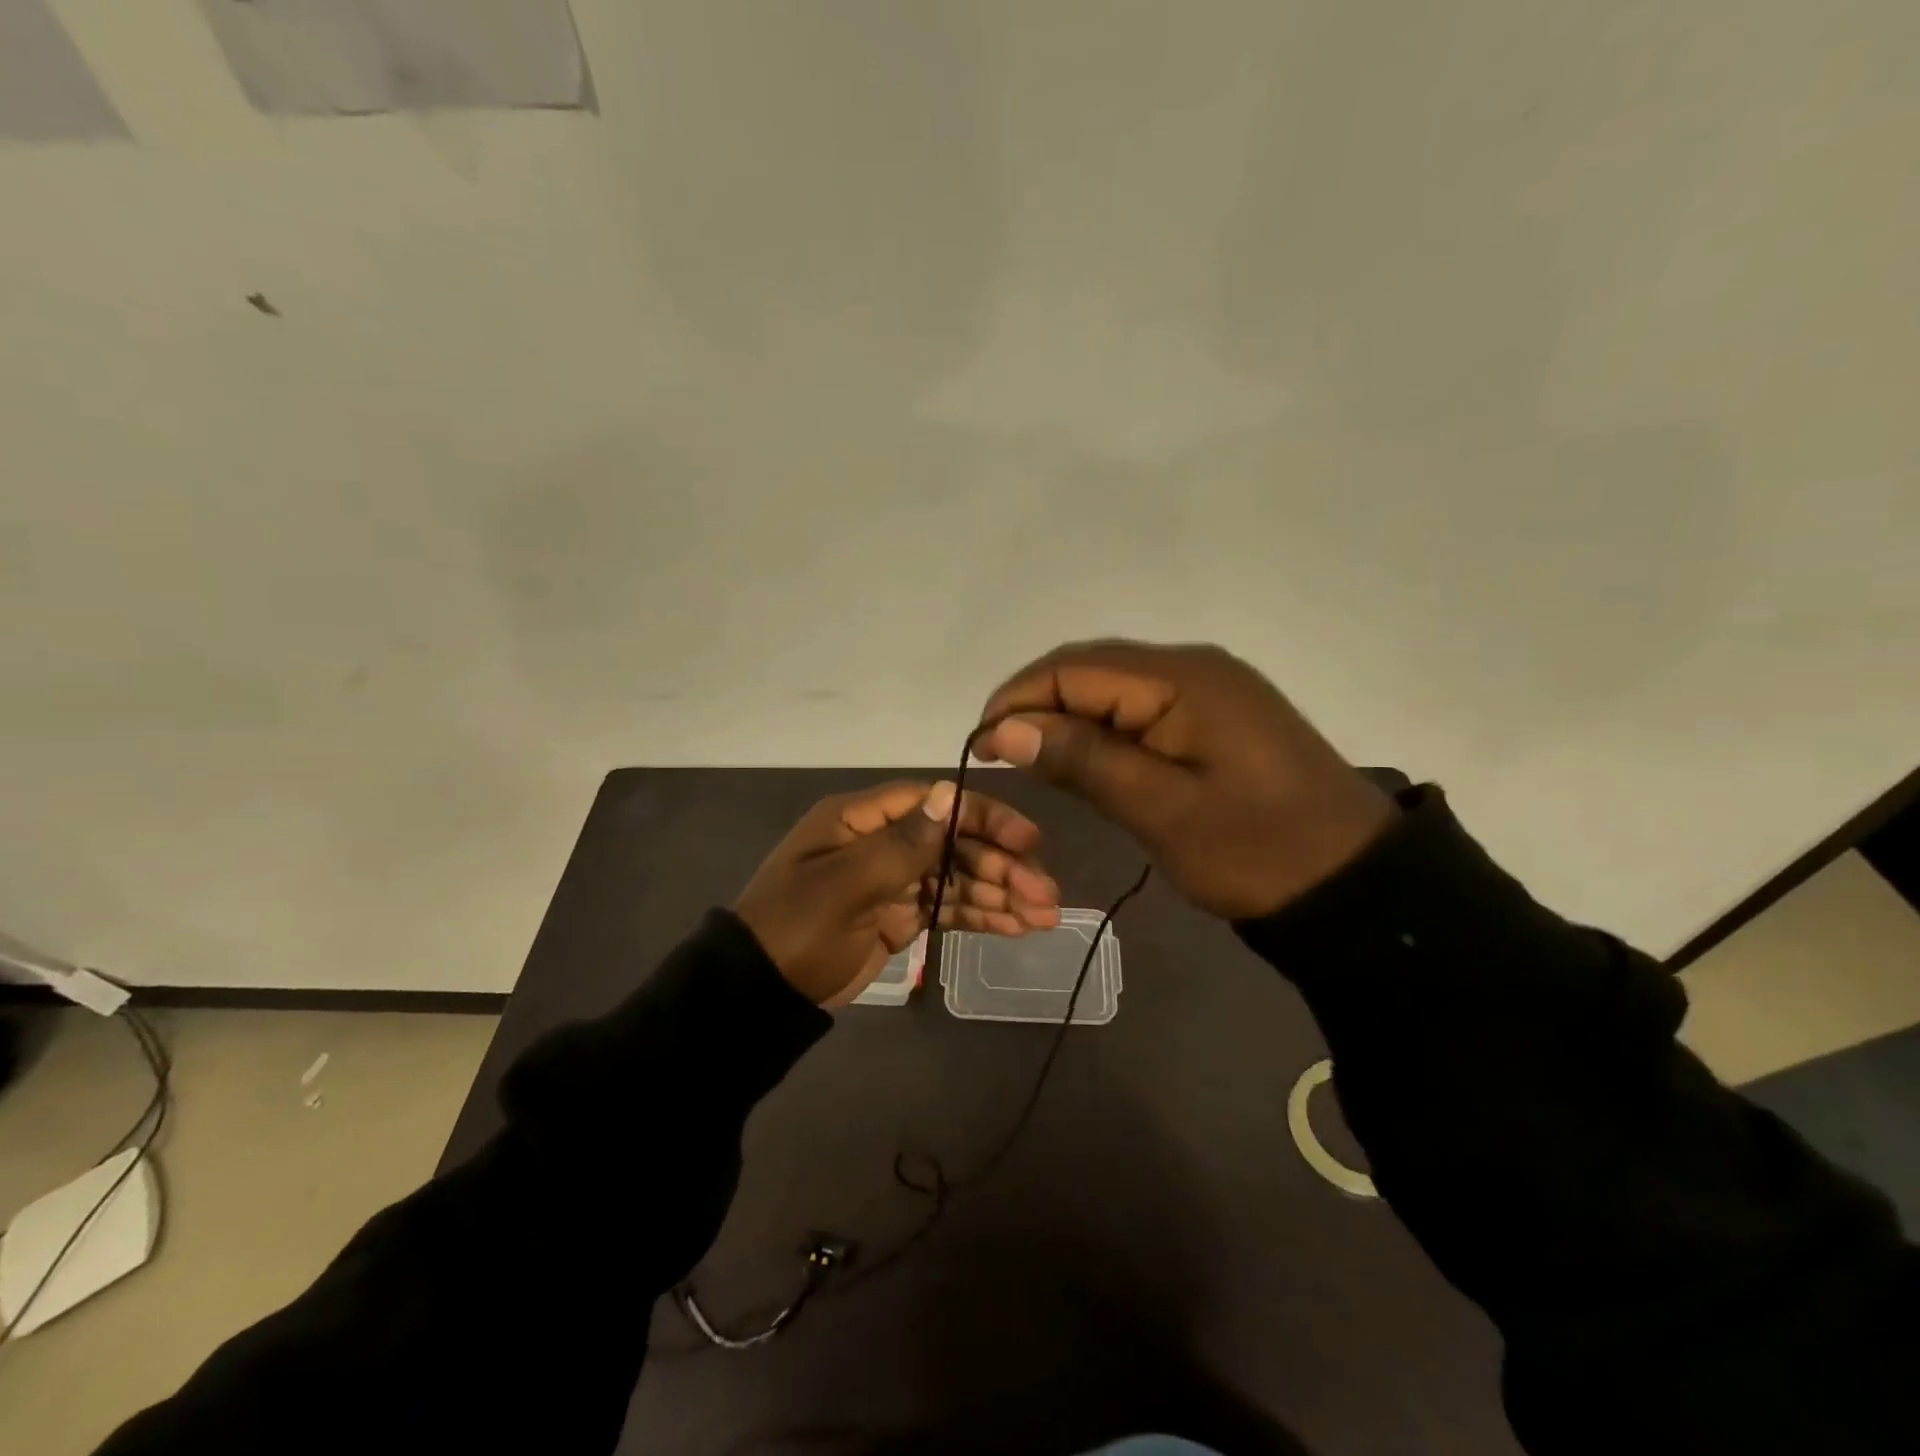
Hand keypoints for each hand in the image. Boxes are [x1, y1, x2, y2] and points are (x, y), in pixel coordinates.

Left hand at [733, 781, 1060, 1005]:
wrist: (759, 994)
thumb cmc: (797, 929)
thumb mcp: (845, 885)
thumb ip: (902, 844)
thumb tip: (949, 793)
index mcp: (863, 819)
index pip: (935, 804)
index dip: (985, 818)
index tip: (1028, 841)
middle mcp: (884, 841)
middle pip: (955, 843)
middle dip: (1002, 867)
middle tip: (1046, 895)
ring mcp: (894, 879)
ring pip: (958, 877)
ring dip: (1000, 893)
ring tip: (1044, 916)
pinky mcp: (900, 915)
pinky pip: (947, 908)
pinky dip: (980, 915)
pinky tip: (1016, 926)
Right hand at [972, 640, 1396, 919]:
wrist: (1353, 884)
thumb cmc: (1256, 851)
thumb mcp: (1161, 809)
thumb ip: (1082, 760)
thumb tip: (1001, 729)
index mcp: (1182, 679)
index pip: (1073, 669)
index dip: (1017, 701)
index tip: (980, 748)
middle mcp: (1192, 666)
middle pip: (1090, 668)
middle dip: (1037, 705)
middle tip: (1001, 757)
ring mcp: (1208, 688)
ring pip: (1113, 688)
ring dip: (1067, 717)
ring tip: (1033, 761)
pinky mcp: (1215, 715)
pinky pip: (1141, 707)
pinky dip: (1103, 729)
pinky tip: (1086, 759)